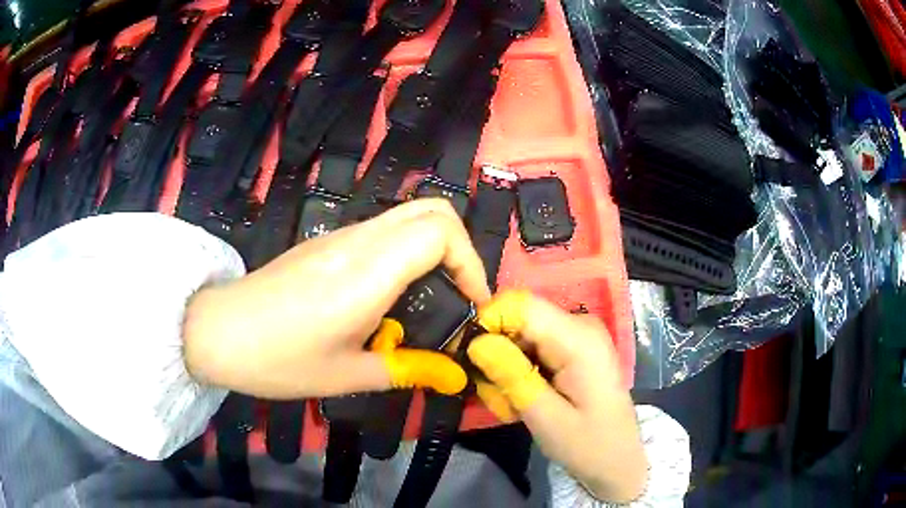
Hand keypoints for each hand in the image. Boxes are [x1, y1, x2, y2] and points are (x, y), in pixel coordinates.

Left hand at [183, 199, 489, 398]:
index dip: (471, 264)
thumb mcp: (346, 375)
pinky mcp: (326, 240)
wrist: (218, 331)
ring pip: (407, 216)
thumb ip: (405, 368)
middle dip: (460, 248)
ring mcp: (339, 235)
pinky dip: (405, 251)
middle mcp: (358, 241)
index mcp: (367, 272)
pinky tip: (389, 296)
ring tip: (429, 300)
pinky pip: (382, 231)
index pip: (440, 231)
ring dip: (433, 250)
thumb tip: (451, 375)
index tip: (472, 305)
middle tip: (458, 294)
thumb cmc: (278, 359)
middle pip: (432, 209)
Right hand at [467, 291, 647, 502]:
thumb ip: (512, 377)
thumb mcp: (545, 418)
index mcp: (579, 338)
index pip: (521, 305)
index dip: (487, 322)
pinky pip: (532, 347)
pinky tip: (523, 399)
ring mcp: (577, 335)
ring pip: (520, 335)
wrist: (618, 459)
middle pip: (518, 320)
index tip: (466, 356)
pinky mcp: (572, 347)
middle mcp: (579, 325)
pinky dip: (519, 371)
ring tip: (510, 406)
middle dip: (495, 354)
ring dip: (505, 368)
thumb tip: (476, 341)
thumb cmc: (588, 445)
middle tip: (494, 397)